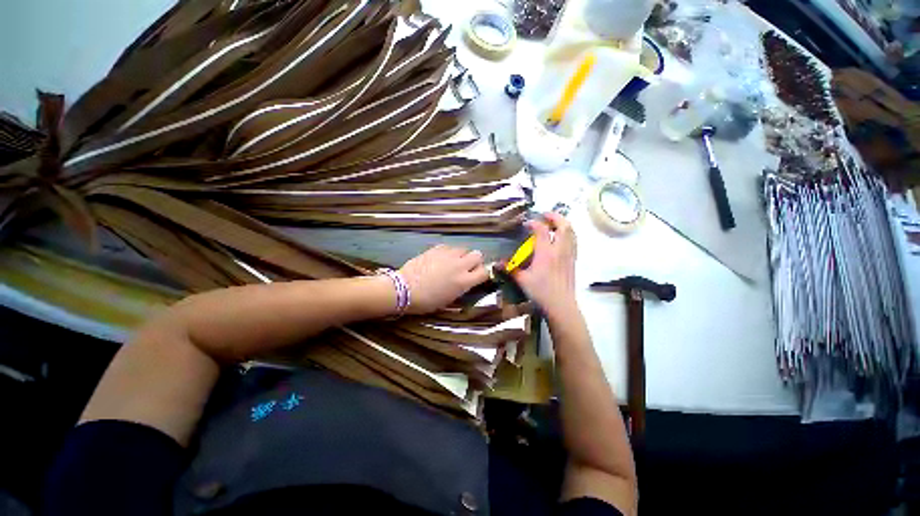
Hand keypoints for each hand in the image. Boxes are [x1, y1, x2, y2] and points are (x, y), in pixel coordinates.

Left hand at [399, 245, 488, 313]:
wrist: (405, 289)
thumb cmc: (427, 301)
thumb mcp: (449, 299)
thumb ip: (462, 288)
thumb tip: (466, 281)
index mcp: (464, 281)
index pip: (485, 271)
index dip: (483, 273)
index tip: (477, 276)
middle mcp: (460, 265)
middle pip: (478, 254)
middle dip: (474, 261)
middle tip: (466, 268)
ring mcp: (448, 255)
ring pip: (464, 249)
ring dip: (461, 256)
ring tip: (451, 262)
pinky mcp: (437, 248)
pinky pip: (449, 247)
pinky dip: (448, 252)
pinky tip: (440, 259)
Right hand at [512, 212, 577, 317]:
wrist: (561, 305)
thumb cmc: (541, 292)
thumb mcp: (522, 280)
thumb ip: (510, 268)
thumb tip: (497, 263)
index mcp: (546, 253)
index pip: (542, 230)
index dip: (534, 223)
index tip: (526, 224)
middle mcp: (559, 250)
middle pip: (563, 225)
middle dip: (555, 216)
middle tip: (545, 215)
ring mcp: (568, 254)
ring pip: (571, 232)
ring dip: (563, 224)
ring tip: (554, 223)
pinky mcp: (573, 260)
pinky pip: (573, 241)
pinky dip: (568, 234)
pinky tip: (561, 238)